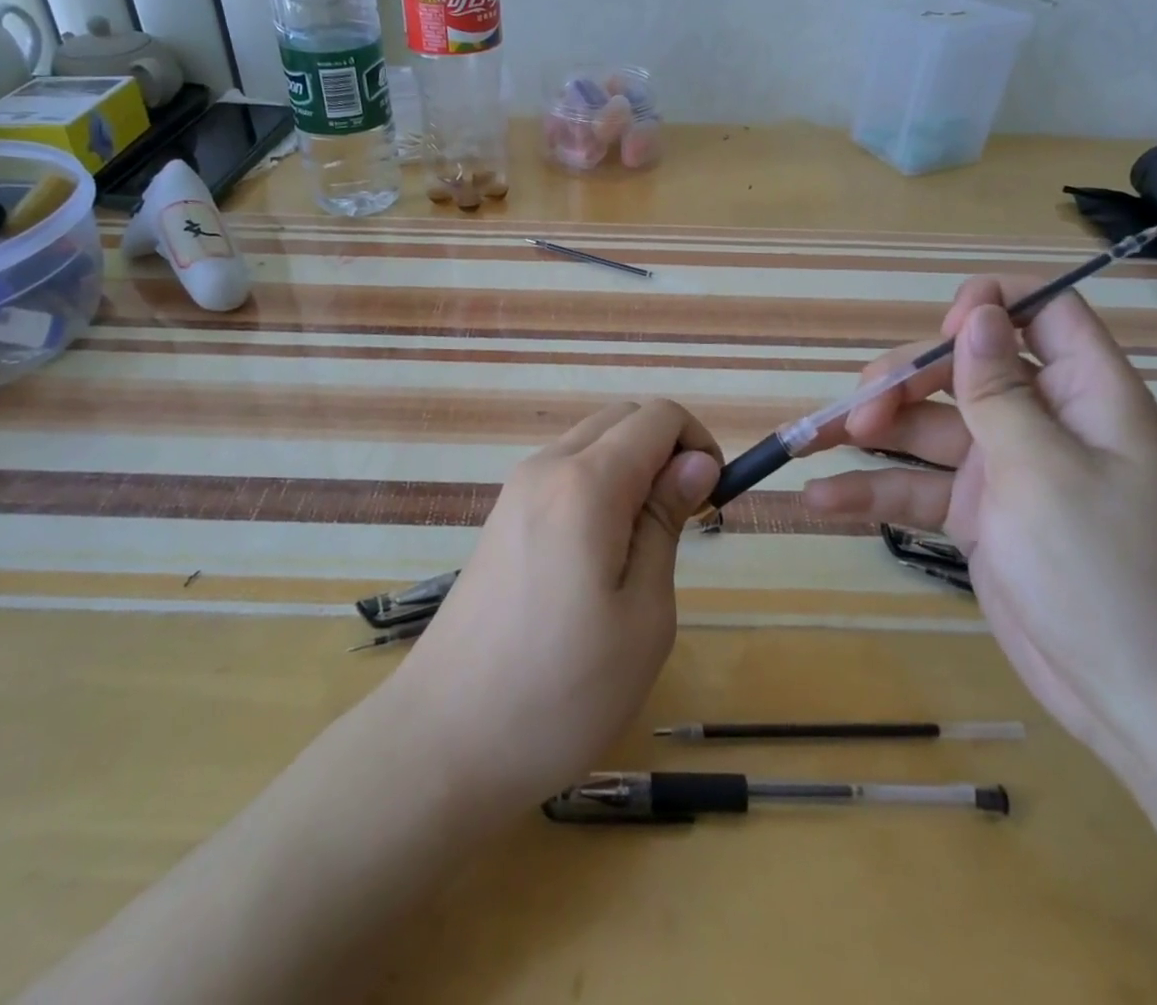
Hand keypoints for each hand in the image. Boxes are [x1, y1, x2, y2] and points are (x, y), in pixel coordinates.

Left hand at [385, 400, 720, 812]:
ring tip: (643, 547)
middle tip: (685, 522)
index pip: (658, 416)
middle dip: (666, 449)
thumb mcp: (643, 614)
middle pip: (622, 419)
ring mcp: (515, 492)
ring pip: (590, 443)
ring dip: (631, 469)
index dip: (699, 443)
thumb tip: (696, 461)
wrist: (444, 741)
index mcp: (585, 483)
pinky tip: (599, 556)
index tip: (712, 501)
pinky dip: (598, 487)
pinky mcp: (501, 519)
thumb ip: (666, 522)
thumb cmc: (562, 690)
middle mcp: (545, 468)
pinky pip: (563, 474)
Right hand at [803, 278, 1156, 771]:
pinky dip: (872, 490)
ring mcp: (1003, 468)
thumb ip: (999, 389)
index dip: (991, 308)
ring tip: (812, 441)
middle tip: (859, 412)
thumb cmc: (1098, 568)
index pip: (1045, 315)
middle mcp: (1041, 422)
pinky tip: (821, 500)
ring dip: (871, 433)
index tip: (940, 329)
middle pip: (961, 370)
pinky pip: (916, 486)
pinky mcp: (973, 512)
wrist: (1125, 695)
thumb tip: (979, 311)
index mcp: (1084, 396)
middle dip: (904, 383)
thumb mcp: (1041, 469)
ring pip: (926, 427)